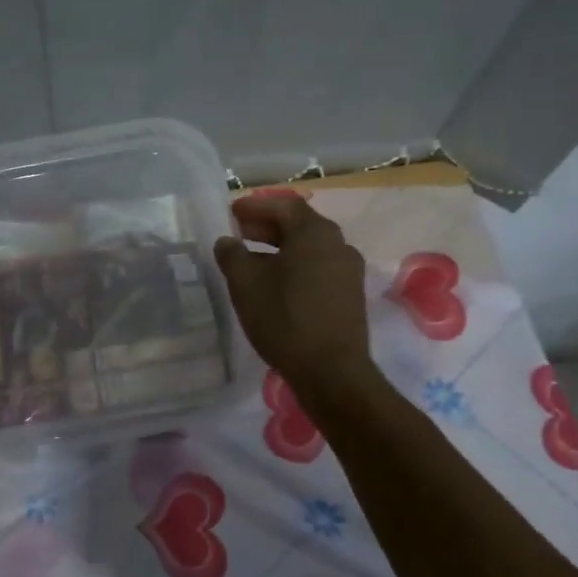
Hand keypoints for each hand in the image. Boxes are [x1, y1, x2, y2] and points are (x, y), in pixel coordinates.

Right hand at [214, 193, 372, 397]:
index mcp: (315, 233)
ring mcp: (348, 271)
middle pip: (299, 225)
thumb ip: (232, 255)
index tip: (232, 213)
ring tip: (252, 261)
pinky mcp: (349, 296)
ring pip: (309, 249)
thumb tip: (227, 242)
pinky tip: (274, 285)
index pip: (284, 205)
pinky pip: (318, 269)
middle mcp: (338, 245)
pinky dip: (294, 267)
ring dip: (280, 248)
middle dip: (267, 226)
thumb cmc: (285, 318)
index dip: (256, 206)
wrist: (331, 371)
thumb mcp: (245, 284)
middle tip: (239, 234)